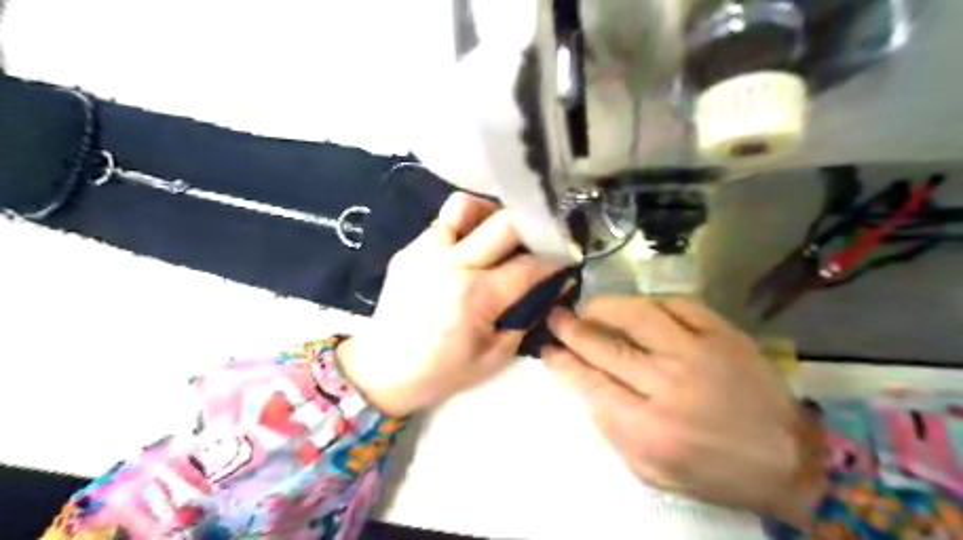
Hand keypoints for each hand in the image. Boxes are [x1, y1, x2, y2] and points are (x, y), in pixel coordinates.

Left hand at [338, 193, 565, 417]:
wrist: (382, 370)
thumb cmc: (441, 371)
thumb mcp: (495, 355)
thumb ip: (525, 318)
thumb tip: (548, 289)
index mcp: (476, 296)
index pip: (529, 264)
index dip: (555, 257)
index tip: (566, 256)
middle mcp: (453, 264)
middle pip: (505, 221)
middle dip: (533, 224)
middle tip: (539, 237)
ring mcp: (426, 251)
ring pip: (465, 206)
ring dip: (490, 214)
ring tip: (497, 234)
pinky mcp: (408, 250)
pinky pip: (443, 224)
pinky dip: (463, 228)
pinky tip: (466, 249)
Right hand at [540, 295, 827, 525]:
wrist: (787, 460)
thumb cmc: (711, 470)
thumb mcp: (649, 469)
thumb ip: (611, 429)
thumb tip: (586, 387)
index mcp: (647, 426)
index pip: (589, 382)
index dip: (562, 362)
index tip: (547, 349)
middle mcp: (668, 384)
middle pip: (606, 346)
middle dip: (572, 329)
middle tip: (555, 317)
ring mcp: (698, 353)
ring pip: (638, 315)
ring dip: (605, 306)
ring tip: (589, 306)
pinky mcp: (724, 335)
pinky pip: (679, 304)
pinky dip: (652, 301)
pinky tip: (638, 306)